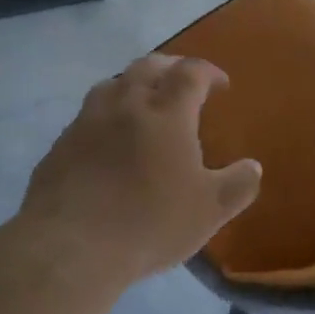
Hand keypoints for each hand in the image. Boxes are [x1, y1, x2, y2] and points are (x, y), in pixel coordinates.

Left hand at [19, 55, 262, 288]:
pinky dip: (106, 116)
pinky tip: (108, 140)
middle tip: (183, 82)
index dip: (209, 72)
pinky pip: (88, 115)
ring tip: (143, 103)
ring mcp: (88, 121)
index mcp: (166, 112)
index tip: (220, 85)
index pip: (191, 73)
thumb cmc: (149, 223)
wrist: (70, 247)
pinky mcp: (61, 144)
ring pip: (113, 84)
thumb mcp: (209, 210)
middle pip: (149, 66)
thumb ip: (238, 185)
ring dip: (133, 85)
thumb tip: (253, 167)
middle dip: (171, 68)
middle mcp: (126, 104)